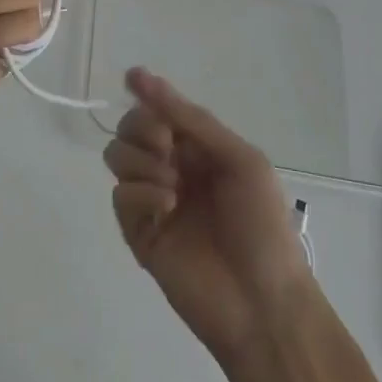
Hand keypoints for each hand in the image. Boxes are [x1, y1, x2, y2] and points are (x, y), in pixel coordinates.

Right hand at [105, 69, 313, 362]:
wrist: (264, 305)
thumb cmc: (263, 226)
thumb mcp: (240, 160)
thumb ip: (190, 120)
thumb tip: (140, 77)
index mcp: (200, 150)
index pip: (160, 110)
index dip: (147, 95)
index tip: (133, 80)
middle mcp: (172, 169)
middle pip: (131, 128)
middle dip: (142, 128)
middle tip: (167, 148)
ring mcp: (153, 201)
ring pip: (117, 156)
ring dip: (141, 160)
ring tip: (173, 186)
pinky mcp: (138, 233)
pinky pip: (120, 196)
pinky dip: (140, 193)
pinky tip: (167, 208)